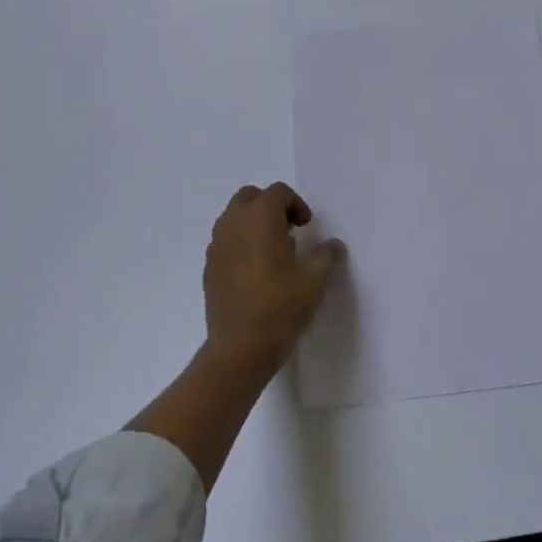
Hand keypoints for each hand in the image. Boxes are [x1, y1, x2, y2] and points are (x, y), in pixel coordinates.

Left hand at [203, 183, 345, 372]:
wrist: (240, 348)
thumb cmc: (281, 306)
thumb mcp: (316, 279)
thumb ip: (327, 254)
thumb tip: (332, 245)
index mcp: (260, 219)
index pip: (277, 192)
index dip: (296, 204)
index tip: (307, 227)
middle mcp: (233, 225)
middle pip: (249, 197)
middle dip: (270, 206)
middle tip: (289, 231)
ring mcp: (216, 247)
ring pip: (233, 218)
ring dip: (253, 224)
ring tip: (273, 251)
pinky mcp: (209, 269)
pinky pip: (225, 242)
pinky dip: (240, 244)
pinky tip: (255, 272)